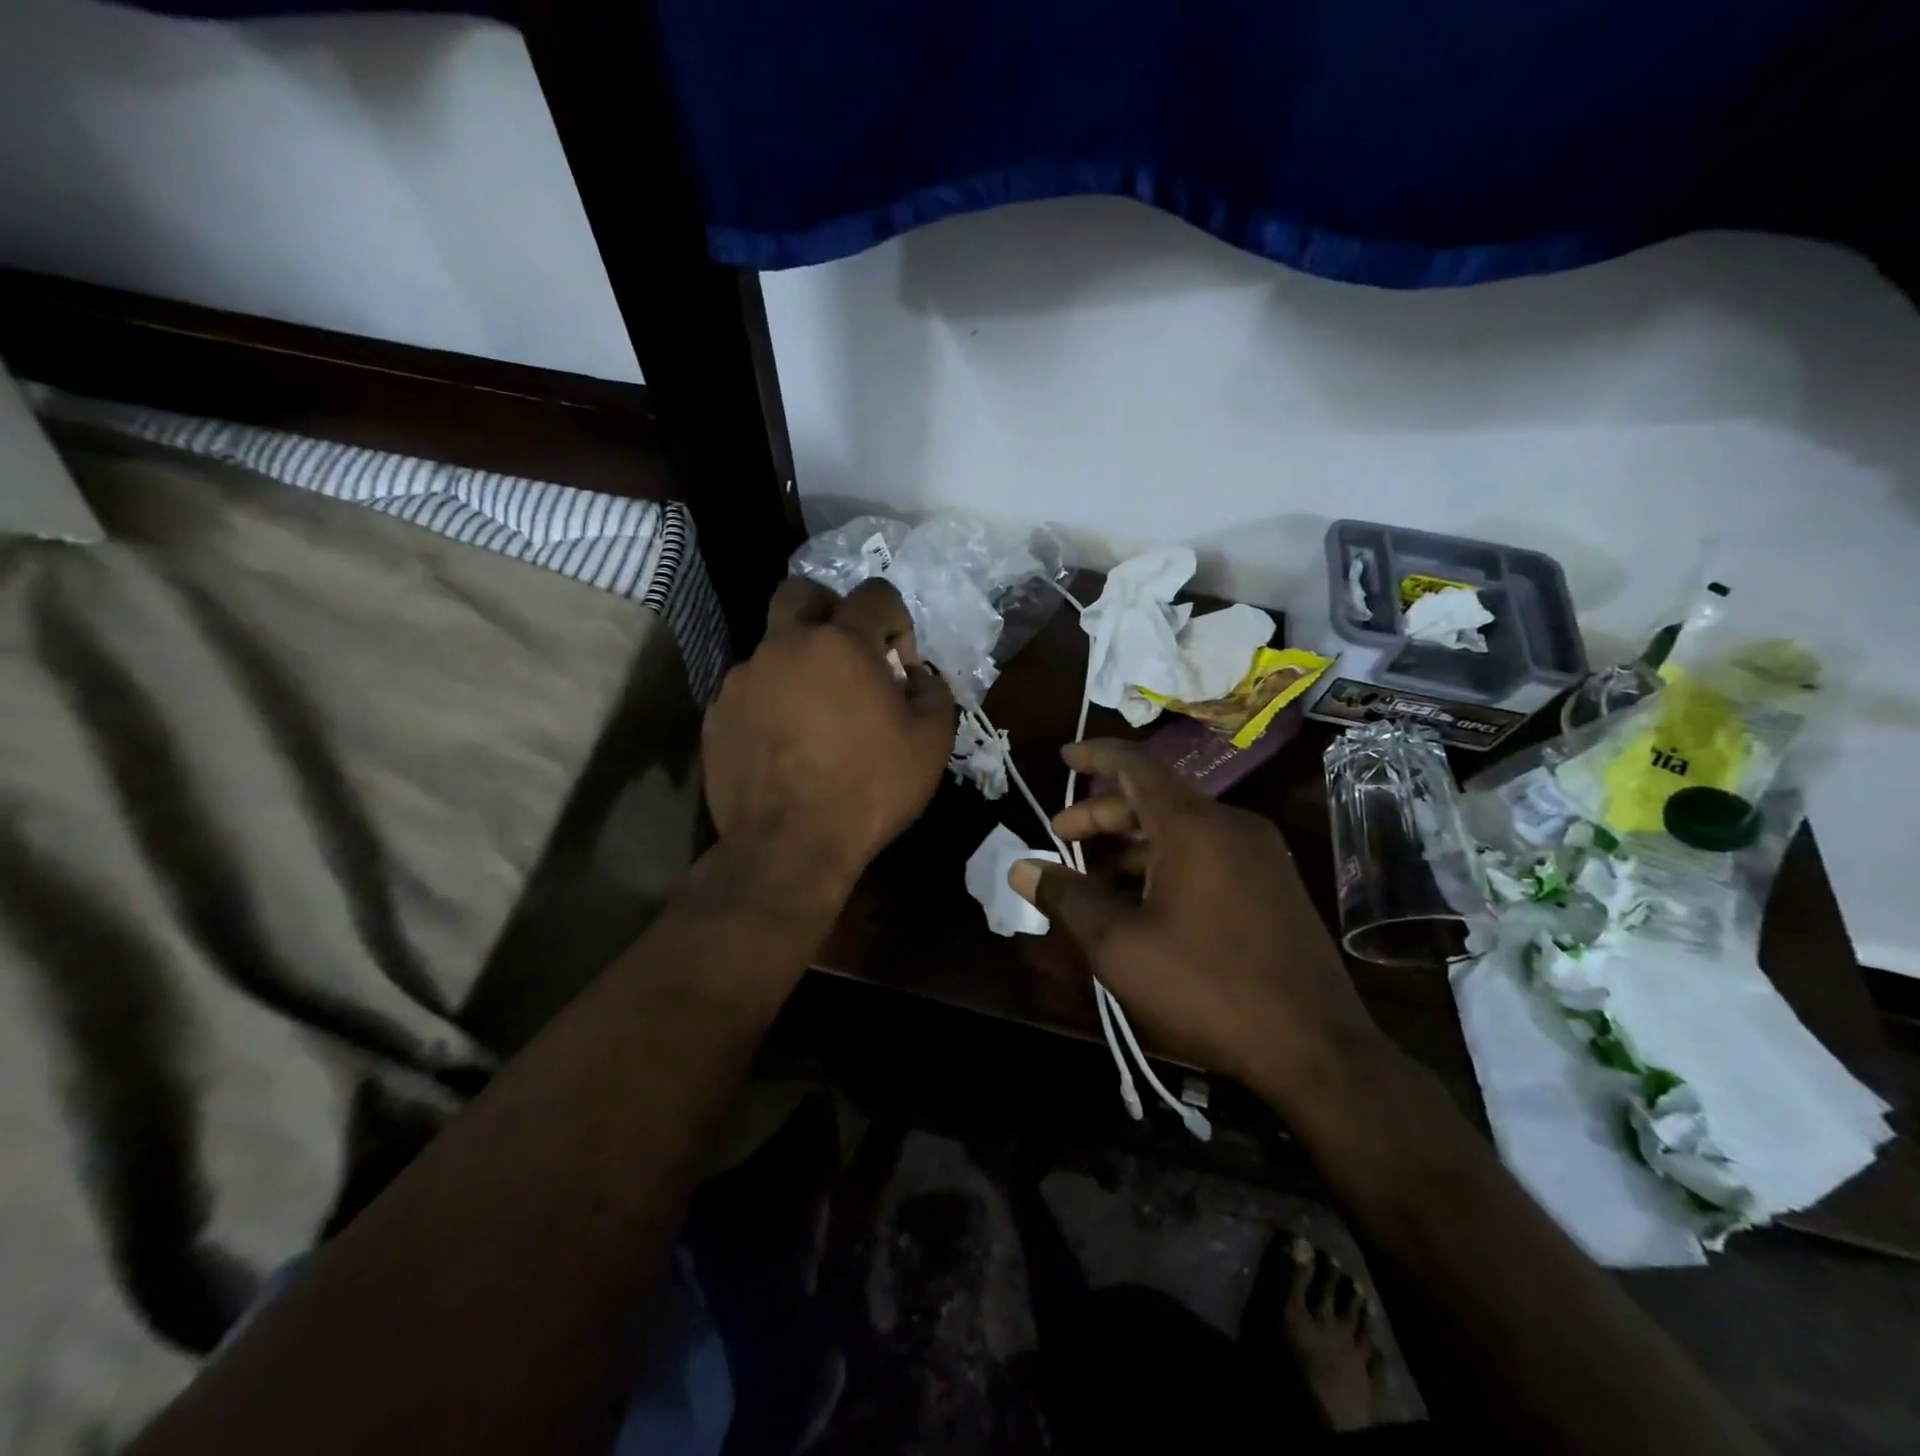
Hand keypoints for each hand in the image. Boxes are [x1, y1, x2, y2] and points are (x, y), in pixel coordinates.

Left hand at [703, 576, 955, 892]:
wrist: (790, 845)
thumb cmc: (869, 788)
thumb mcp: (931, 742)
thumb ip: (933, 692)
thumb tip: (916, 676)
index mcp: (841, 642)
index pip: (875, 593)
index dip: (896, 619)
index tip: (899, 664)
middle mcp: (785, 645)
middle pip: (801, 593)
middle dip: (829, 609)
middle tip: (847, 653)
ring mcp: (743, 679)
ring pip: (772, 647)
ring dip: (798, 664)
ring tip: (815, 714)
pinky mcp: (717, 714)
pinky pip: (749, 690)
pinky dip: (771, 701)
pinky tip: (784, 743)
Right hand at [1008, 739, 1389, 1099]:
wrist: (1316, 1049)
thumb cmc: (1207, 988)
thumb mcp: (1120, 945)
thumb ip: (1067, 898)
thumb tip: (1021, 868)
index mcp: (1194, 826)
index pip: (1136, 765)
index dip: (1096, 755)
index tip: (1064, 755)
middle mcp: (1231, 826)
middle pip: (1155, 799)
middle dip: (1102, 814)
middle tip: (1061, 836)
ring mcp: (1260, 856)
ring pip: (1181, 830)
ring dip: (1132, 846)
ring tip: (1094, 879)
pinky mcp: (1274, 886)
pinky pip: (1208, 854)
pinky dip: (1165, 863)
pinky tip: (1144, 904)